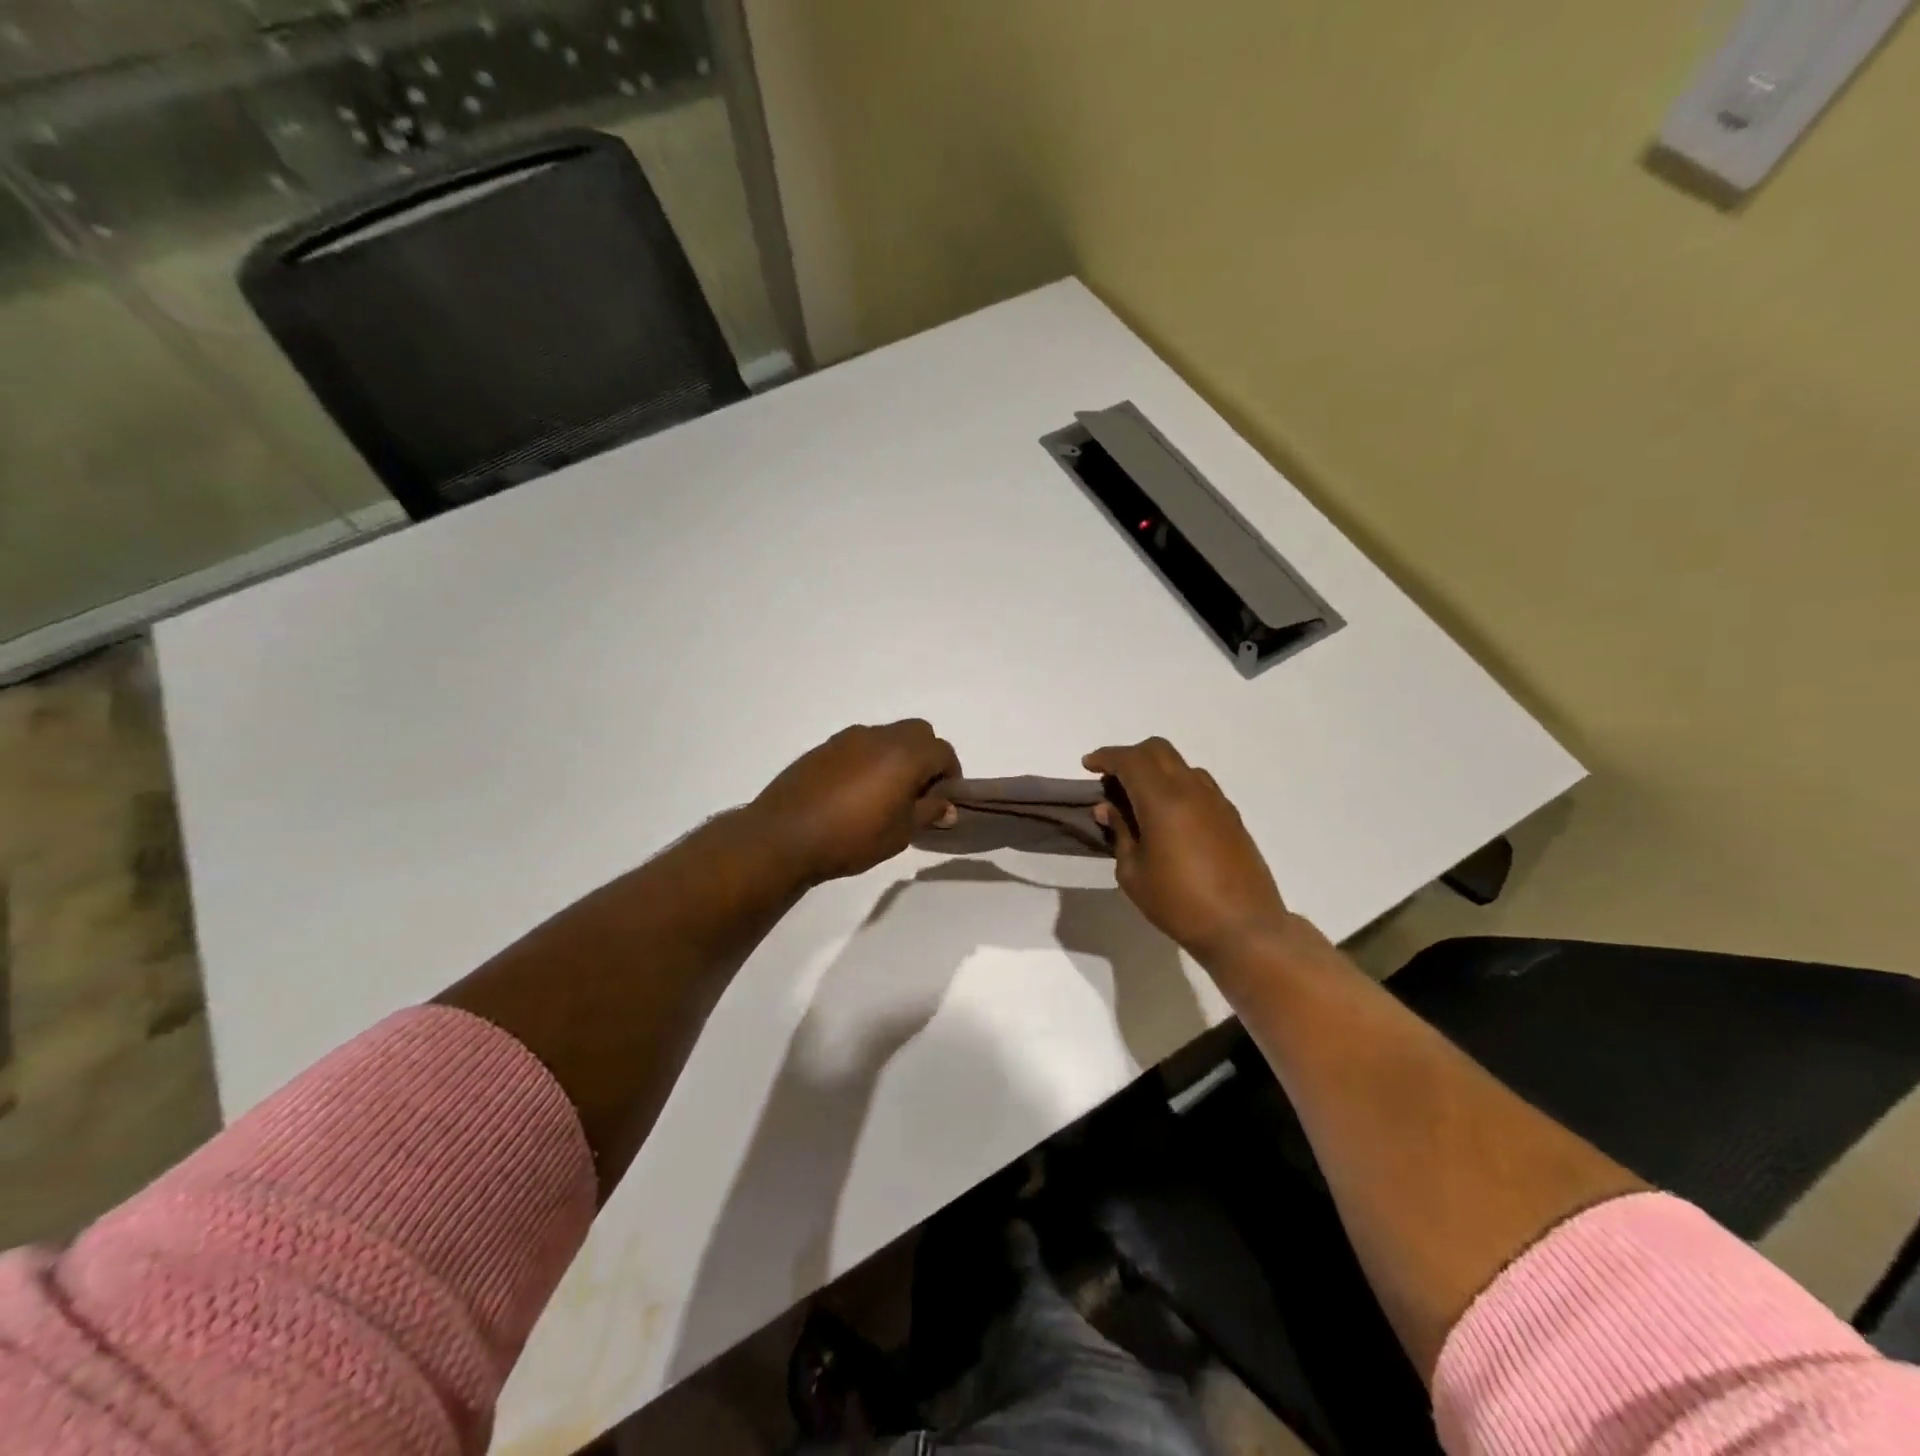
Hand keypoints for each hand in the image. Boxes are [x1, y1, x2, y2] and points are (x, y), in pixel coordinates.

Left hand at [752, 721, 960, 883]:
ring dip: (897, 756)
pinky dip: (870, 760)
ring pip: (887, 736)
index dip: (950, 774)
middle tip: (919, 792)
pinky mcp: (824, 748)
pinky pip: (860, 745)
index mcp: (904, 754)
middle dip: (926, 757)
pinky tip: (855, 792)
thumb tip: (947, 805)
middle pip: (918, 733)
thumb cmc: (852, 837)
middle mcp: (879, 736)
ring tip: (885, 793)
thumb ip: (928, 812)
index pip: (943, 751)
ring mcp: (848, 738)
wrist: (784, 836)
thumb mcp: (900, 833)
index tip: (943, 800)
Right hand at [1084, 738, 1292, 964]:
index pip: (1130, 760)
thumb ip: (1120, 833)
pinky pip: (1198, 784)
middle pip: (1157, 750)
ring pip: (1180, 765)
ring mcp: (1216, 800)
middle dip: (1130, 756)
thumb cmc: (1179, 904)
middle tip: (1111, 779)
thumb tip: (1108, 808)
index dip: (1106, 757)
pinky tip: (1167, 815)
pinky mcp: (1231, 816)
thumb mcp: (1133, 874)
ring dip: (1154, 770)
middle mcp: (1191, 790)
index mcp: (1163, 801)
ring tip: (1138, 799)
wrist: (1244, 928)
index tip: (1088, 766)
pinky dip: (1175, 785)